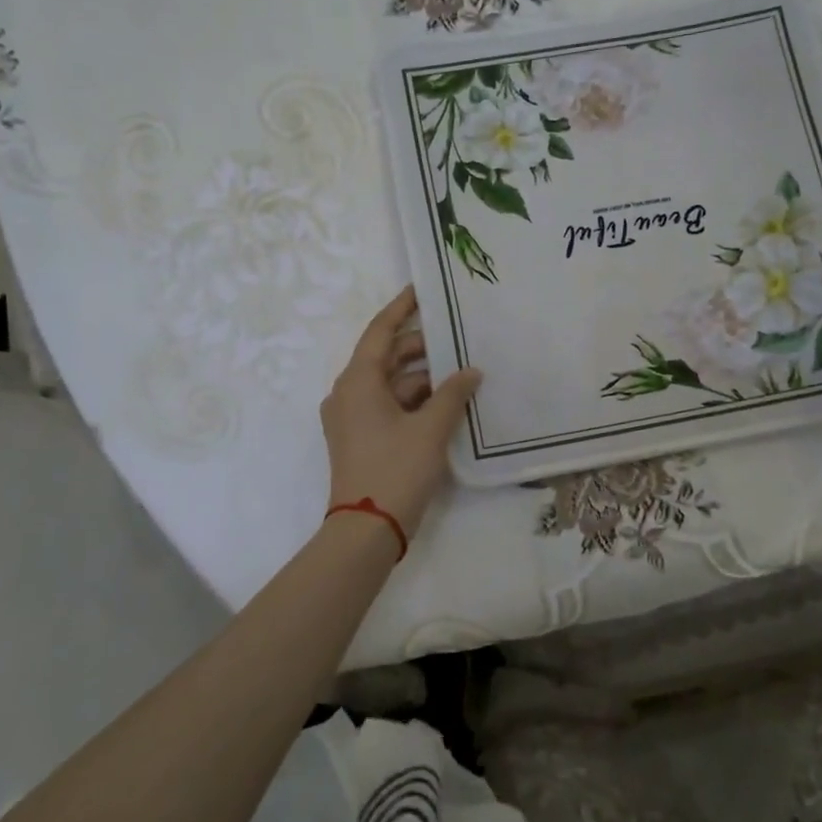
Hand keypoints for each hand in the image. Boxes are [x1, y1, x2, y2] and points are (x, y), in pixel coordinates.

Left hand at [322, 287, 481, 537]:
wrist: (366, 531)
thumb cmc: (395, 470)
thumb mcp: (430, 429)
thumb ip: (453, 394)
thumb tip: (471, 371)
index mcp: (358, 381)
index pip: (380, 331)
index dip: (402, 308)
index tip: (423, 290)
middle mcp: (349, 393)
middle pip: (387, 357)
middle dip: (422, 347)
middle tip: (458, 336)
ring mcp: (353, 418)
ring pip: (392, 384)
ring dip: (424, 377)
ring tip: (462, 371)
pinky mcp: (361, 438)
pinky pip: (391, 406)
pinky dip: (416, 400)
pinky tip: (448, 402)